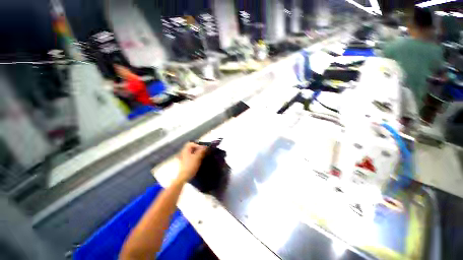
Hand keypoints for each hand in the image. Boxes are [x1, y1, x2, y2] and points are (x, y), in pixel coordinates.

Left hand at [177, 142, 206, 183]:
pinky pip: (191, 158)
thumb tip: (206, 146)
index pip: (191, 144)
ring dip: (197, 154)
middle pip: (191, 148)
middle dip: (198, 150)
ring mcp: (184, 158)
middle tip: (203, 153)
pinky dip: (195, 158)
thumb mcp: (197, 158)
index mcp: (185, 150)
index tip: (203, 149)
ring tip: (202, 158)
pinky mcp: (185, 163)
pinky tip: (198, 162)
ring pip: (191, 153)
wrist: (184, 176)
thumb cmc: (190, 166)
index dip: (197, 145)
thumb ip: (201, 151)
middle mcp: (184, 153)